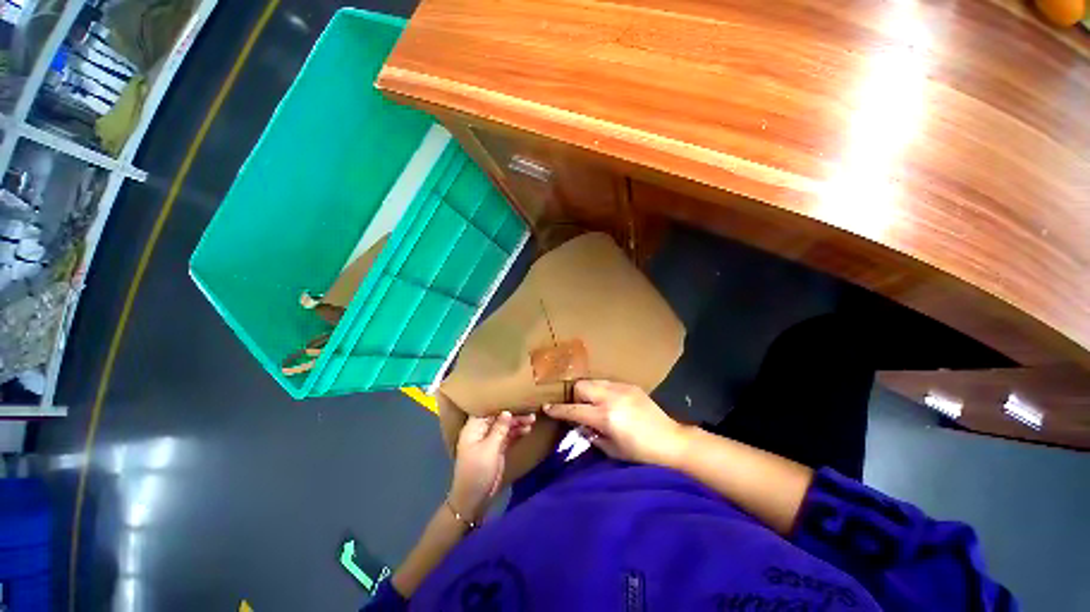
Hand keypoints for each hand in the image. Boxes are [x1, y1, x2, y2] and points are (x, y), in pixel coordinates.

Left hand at [448, 411, 534, 520]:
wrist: (474, 499)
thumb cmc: (478, 471)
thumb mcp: (490, 449)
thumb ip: (500, 429)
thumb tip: (507, 412)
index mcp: (474, 428)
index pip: (487, 409)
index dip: (500, 402)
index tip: (515, 396)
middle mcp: (481, 431)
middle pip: (498, 417)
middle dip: (513, 414)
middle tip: (529, 412)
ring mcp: (489, 440)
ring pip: (505, 426)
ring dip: (517, 423)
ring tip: (532, 420)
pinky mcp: (496, 448)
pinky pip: (508, 435)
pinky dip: (517, 432)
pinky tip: (527, 430)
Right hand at [544, 380, 690, 466]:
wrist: (671, 441)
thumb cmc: (640, 452)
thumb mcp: (612, 450)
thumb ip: (592, 435)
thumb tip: (579, 425)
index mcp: (605, 417)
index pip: (574, 409)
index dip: (558, 409)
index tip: (546, 407)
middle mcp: (611, 397)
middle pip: (581, 386)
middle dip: (575, 396)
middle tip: (581, 408)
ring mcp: (622, 388)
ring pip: (594, 381)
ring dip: (589, 391)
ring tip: (596, 404)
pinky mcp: (631, 385)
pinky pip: (608, 383)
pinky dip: (603, 390)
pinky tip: (611, 402)